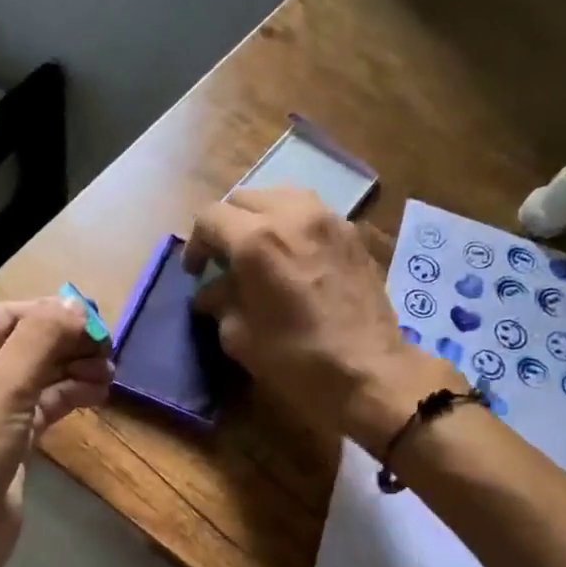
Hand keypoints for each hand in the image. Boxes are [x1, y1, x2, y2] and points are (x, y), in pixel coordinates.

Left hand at [0, 298, 111, 566]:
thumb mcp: (4, 383)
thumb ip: (42, 337)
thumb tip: (77, 305)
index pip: (9, 315)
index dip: (53, 313)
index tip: (98, 321)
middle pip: (25, 344)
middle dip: (66, 343)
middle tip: (109, 350)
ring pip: (37, 377)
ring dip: (72, 370)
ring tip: (110, 373)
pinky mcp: (6, 442)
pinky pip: (41, 407)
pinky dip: (67, 397)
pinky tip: (97, 394)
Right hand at [185, 187, 460, 452]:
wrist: (369, 370)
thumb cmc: (297, 359)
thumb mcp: (240, 338)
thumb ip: (221, 303)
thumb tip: (213, 292)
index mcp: (255, 241)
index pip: (210, 218)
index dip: (195, 244)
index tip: (197, 272)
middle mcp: (290, 215)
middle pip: (244, 199)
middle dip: (227, 226)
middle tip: (225, 259)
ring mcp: (327, 219)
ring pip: (280, 196)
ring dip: (261, 217)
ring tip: (259, 250)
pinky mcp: (352, 232)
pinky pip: (311, 212)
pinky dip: (293, 225)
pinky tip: (294, 256)